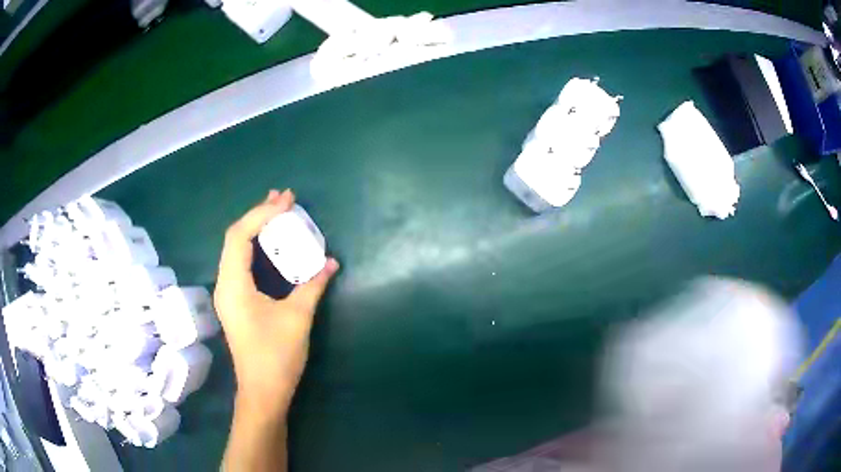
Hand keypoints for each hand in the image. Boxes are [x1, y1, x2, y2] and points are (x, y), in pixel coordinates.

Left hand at [215, 189, 338, 414]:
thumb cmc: (277, 356)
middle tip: (284, 198)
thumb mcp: (298, 317)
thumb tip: (331, 262)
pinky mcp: (235, 301)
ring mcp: (228, 293)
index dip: (262, 214)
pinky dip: (255, 246)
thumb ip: (313, 285)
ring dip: (256, 228)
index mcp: (233, 285)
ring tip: (277, 210)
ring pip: (236, 249)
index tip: (287, 202)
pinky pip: (241, 263)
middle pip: (235, 238)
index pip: (240, 236)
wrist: (263, 392)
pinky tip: (270, 242)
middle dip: (259, 214)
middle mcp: (224, 284)